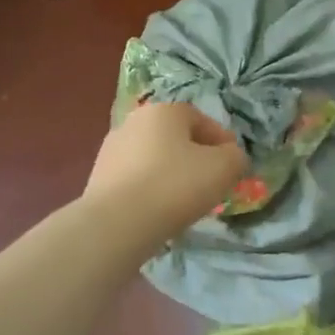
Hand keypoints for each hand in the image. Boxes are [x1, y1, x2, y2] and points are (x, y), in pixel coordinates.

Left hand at [86, 101, 247, 241]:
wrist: (117, 224)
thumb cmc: (176, 185)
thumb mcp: (225, 168)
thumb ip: (236, 156)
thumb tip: (231, 157)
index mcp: (164, 111)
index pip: (201, 119)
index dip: (222, 141)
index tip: (232, 165)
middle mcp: (133, 122)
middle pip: (175, 138)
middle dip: (195, 157)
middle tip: (211, 182)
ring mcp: (111, 151)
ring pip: (154, 159)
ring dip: (171, 174)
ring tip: (185, 201)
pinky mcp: (98, 179)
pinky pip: (136, 180)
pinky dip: (151, 190)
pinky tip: (160, 211)